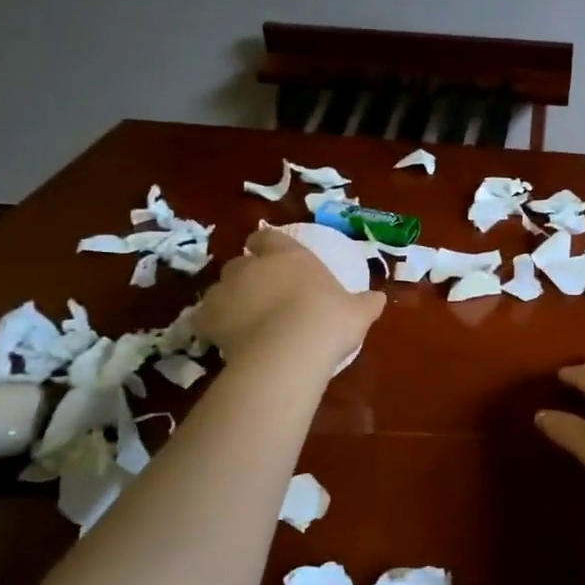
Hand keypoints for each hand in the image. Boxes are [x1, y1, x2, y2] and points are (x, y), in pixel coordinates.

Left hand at [195, 226, 385, 365]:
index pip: (268, 236)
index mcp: (288, 255)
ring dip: (229, 299)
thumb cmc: (328, 320)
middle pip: (240, 263)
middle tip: (262, 295)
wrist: (291, 348)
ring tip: (243, 321)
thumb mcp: (357, 311)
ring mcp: (226, 290)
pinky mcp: (208, 318)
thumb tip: (380, 299)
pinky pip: (204, 318)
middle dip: (247, 275)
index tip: (270, 255)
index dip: (266, 244)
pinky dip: (212, 325)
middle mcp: (252, 266)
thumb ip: (366, 302)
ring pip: (220, 289)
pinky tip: (225, 339)